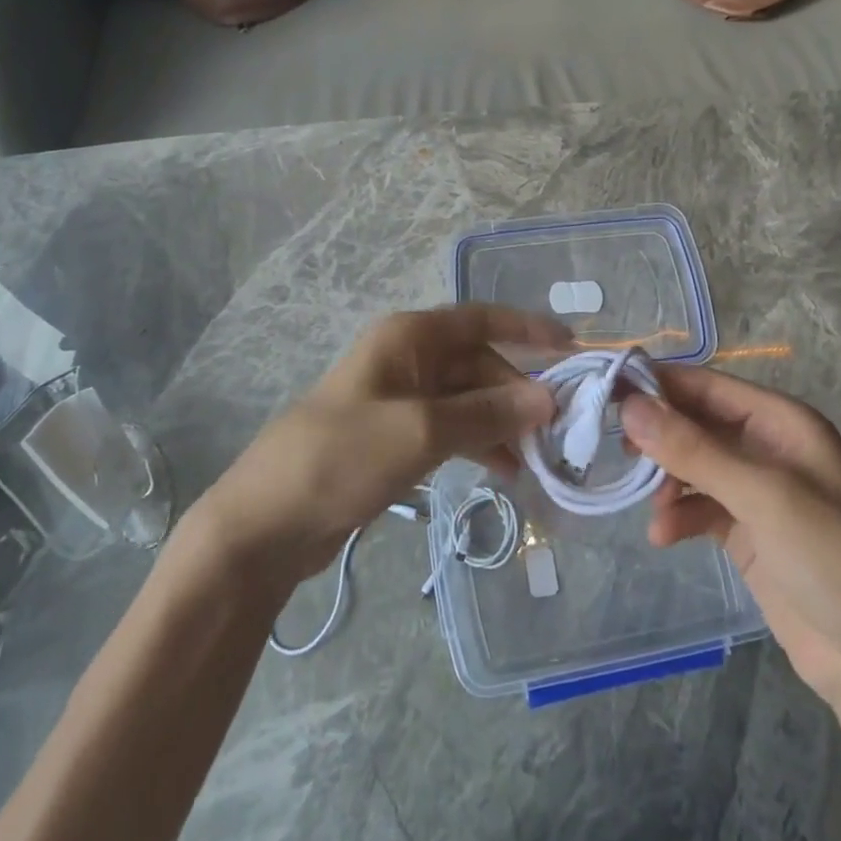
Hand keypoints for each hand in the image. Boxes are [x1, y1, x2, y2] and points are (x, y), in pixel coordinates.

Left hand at [197, 306, 569, 580]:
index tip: (573, 347)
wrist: (268, 522)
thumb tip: (548, 397)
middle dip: (517, 392)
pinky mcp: (394, 436)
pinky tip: (503, 471)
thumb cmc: (343, 458)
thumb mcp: (423, 431)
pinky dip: (478, 443)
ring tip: (536, 460)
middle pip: (478, 363)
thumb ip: (488, 413)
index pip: (480, 318)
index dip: (527, 328)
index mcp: (408, 337)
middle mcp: (406, 358)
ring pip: (467, 399)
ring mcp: (400, 398)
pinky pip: (450, 429)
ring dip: (501, 422)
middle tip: (557, 431)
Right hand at [622, 366, 840, 713]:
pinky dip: (677, 515)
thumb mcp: (763, 496)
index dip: (658, 383)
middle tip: (613, 446)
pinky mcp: (747, 532)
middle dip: (656, 434)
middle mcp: (766, 447)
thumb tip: (630, 405)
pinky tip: (662, 536)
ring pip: (691, 464)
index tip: (605, 389)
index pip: (707, 384)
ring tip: (646, 503)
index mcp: (781, 422)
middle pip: (695, 422)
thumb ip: (694, 450)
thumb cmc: (835, 559)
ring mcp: (756, 492)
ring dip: (664, 479)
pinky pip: (698, 507)